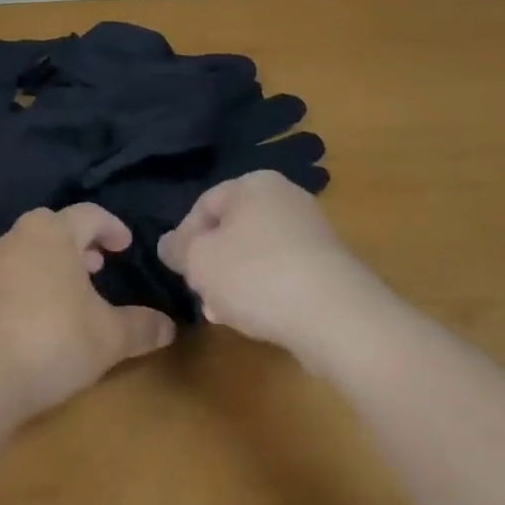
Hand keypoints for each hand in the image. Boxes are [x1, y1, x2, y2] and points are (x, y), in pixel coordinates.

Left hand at [0, 204, 176, 421]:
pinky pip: (10, 275)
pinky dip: (30, 284)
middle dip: (79, 244)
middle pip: (54, 227)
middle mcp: (20, 236)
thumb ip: (140, 328)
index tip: (125, 245)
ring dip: (53, 264)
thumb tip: (170, 327)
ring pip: (30, 250)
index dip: (111, 227)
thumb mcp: (108, 338)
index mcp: (54, 232)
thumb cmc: (52, 339)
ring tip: (71, 293)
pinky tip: (39, 317)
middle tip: (98, 265)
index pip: (89, 214)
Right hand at [157, 170, 374, 356]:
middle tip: (201, 294)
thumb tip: (168, 245)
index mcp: (254, 183)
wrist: (336, 316)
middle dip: (212, 264)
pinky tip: (257, 320)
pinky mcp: (330, 267)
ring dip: (235, 283)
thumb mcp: (199, 260)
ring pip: (256, 255)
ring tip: (224, 315)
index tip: (179, 271)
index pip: (204, 205)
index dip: (184, 239)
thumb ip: (178, 249)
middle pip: (232, 230)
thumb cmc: (256, 274)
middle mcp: (286, 198)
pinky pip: (284, 274)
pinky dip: (266, 293)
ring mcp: (312, 233)